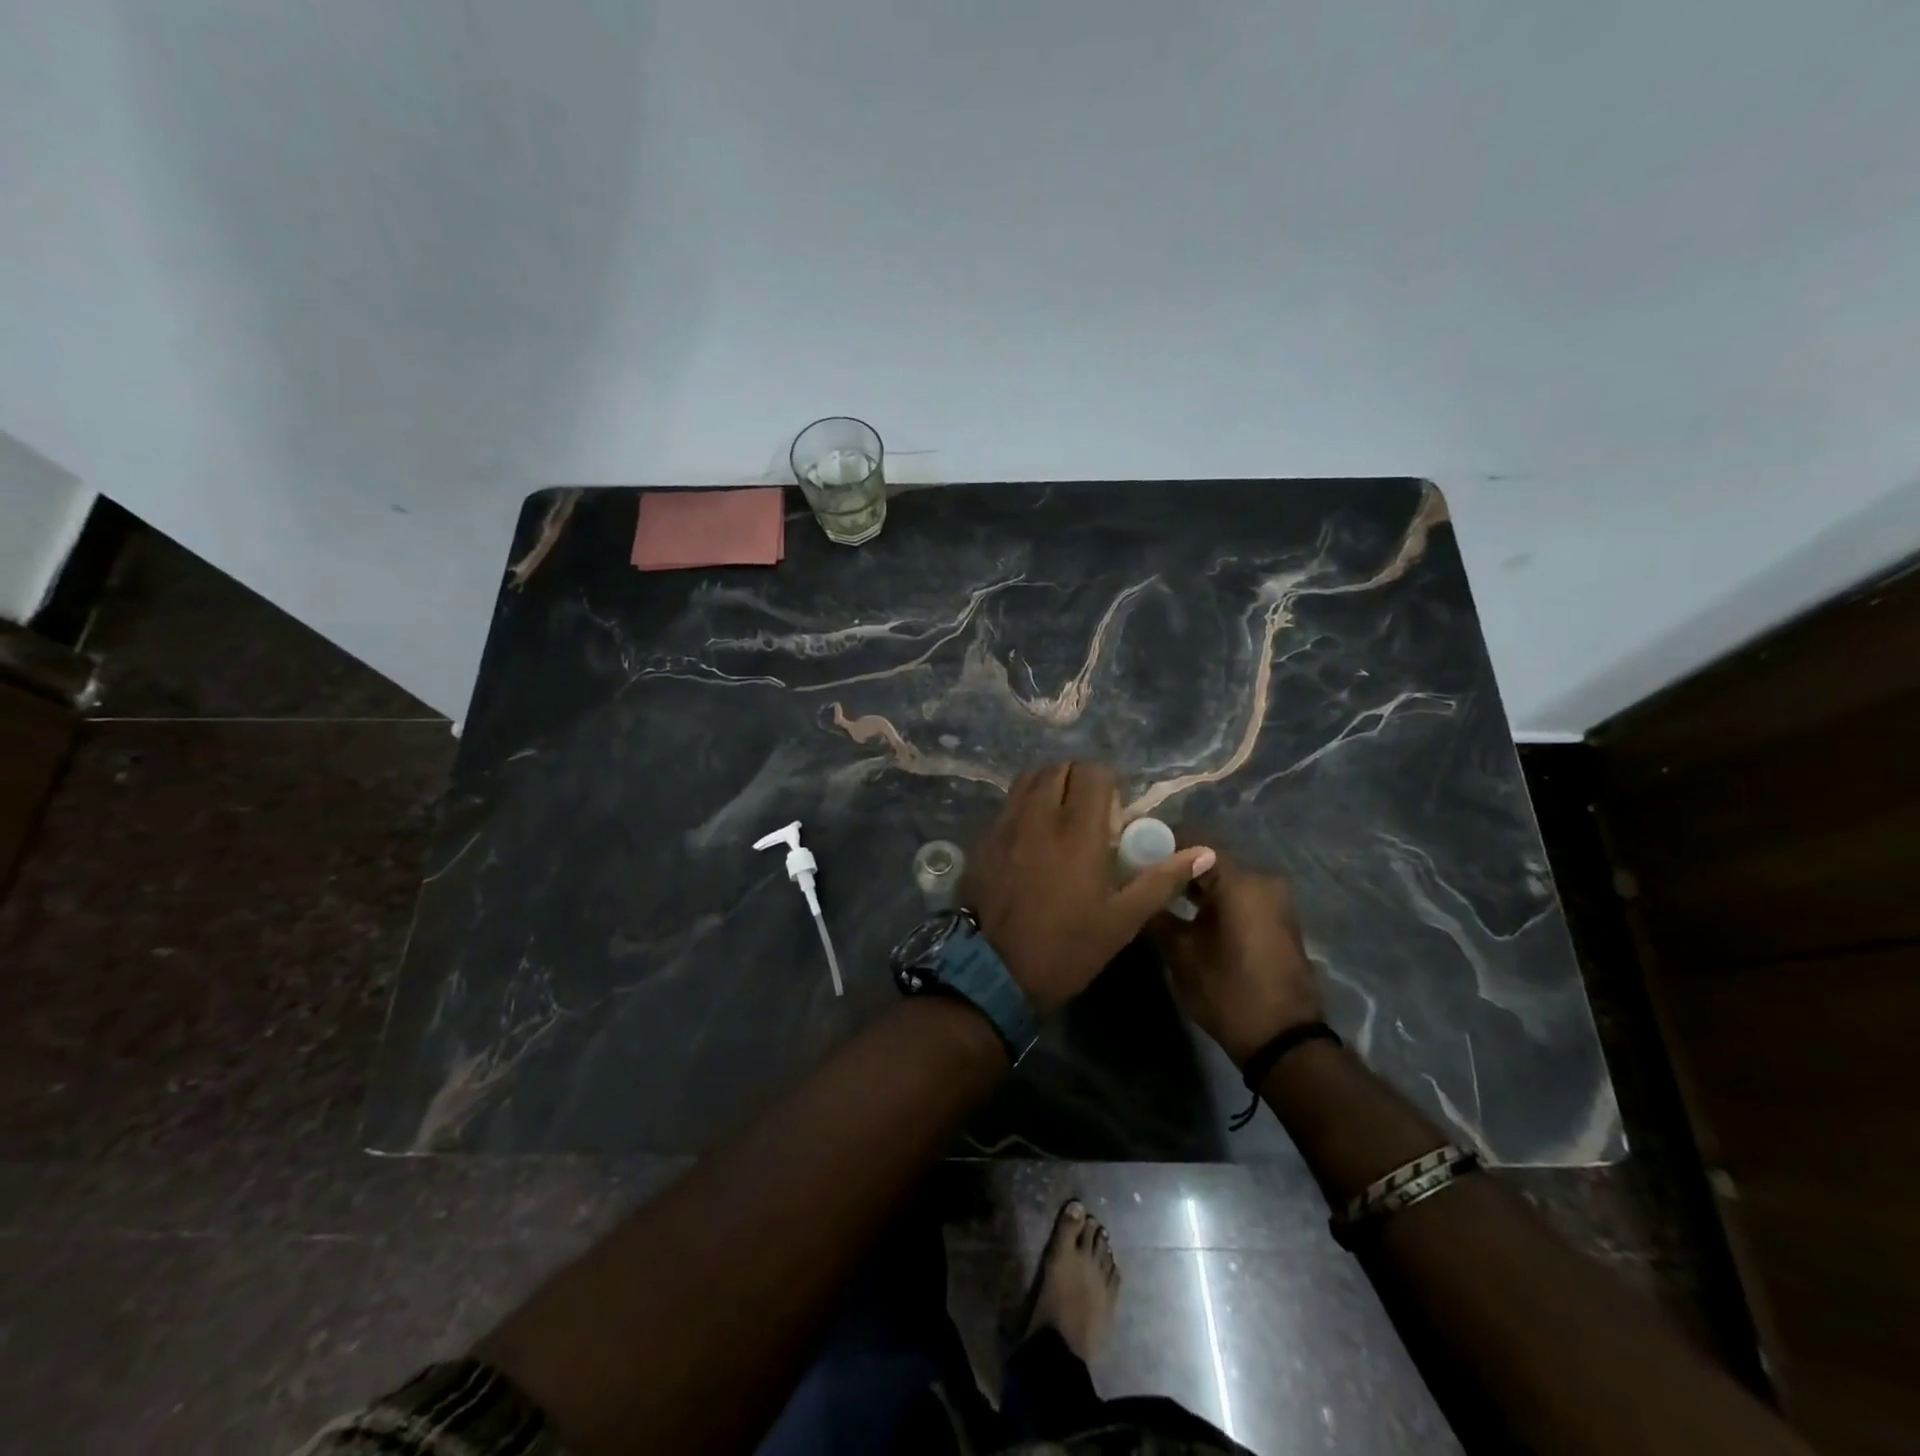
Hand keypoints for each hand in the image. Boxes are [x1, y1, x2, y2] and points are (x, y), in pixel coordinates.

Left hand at [963, 763, 1214, 1014]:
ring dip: (1049, 784)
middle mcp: (1039, 817)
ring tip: (1061, 813)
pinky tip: (1033, 833)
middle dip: (1078, 778)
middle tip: (1090, 808)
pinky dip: (1025, 803)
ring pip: (1028, 779)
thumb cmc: (1067, 948)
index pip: (1091, 773)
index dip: (1108, 781)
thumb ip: (1161, 879)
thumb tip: (1205, 852)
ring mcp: (1006, 825)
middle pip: (1058, 768)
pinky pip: (1008, 803)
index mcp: (1077, 832)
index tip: (1115, 808)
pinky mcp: (984, 838)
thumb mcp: (1122, 920)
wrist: (995, 972)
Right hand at [1149, 840, 1324, 1066]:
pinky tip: (1186, 911)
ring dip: (1193, 882)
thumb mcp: (1181, 953)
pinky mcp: (1277, 920)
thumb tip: (1135, 892)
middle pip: (1210, 857)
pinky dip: (1213, 898)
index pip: (1193, 840)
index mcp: (1240, 881)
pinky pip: (1239, 896)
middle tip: (1139, 872)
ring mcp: (1274, 901)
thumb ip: (1155, 913)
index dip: (1159, 842)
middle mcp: (1262, 880)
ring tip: (1158, 892)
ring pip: (1224, 878)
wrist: (1284, 1041)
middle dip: (1175, 863)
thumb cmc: (1228, 990)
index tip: (1131, 849)